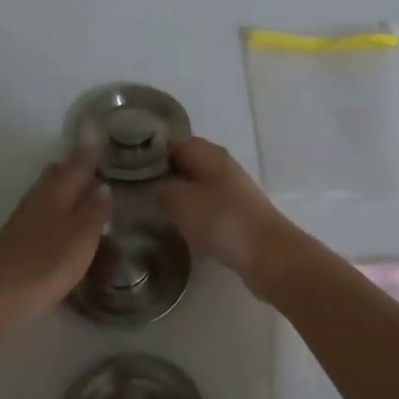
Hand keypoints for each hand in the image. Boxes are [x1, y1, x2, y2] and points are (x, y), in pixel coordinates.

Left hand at [0, 151, 109, 320]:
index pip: (76, 164)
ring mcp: (23, 220)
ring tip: (83, 193)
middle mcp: (37, 199)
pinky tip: (62, 223)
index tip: (99, 138)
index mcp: (56, 191)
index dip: (88, 152)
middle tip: (94, 166)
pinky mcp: (16, 240)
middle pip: (55, 174)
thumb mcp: (83, 236)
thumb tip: (102, 186)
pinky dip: (55, 210)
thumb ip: (95, 210)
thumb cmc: (48, 261)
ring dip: (63, 189)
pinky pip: (40, 213)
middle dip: (72, 167)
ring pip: (46, 193)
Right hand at [154, 138, 302, 295]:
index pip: (176, 143)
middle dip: (166, 177)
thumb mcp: (180, 202)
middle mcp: (224, 168)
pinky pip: (211, 212)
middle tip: (139, 192)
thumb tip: (156, 189)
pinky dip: (196, 219)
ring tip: (156, 213)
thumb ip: (162, 191)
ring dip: (181, 199)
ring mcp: (235, 193)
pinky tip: (184, 232)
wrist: (267, 255)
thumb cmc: (221, 220)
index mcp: (210, 155)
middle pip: (189, 166)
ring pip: (200, 189)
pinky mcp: (240, 217)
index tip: (131, 167)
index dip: (153, 152)